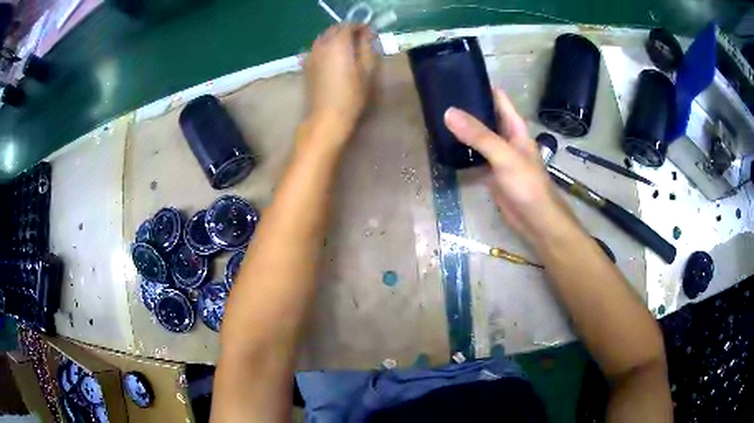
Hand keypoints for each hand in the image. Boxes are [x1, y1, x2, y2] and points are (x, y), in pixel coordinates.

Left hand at [304, 24, 376, 136]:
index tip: (370, 34)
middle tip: (360, 41)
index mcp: (338, 43)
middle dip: (347, 31)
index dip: (360, 27)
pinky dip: (327, 47)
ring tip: (348, 49)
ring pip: (324, 38)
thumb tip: (366, 34)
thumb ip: (367, 47)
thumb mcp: (367, 70)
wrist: (326, 117)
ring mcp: (311, 54)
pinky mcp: (306, 65)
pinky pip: (317, 48)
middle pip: (334, 29)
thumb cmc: (352, 95)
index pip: (349, 25)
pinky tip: (334, 58)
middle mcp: (321, 44)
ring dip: (336, 38)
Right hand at [444, 89, 573, 241]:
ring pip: (478, 137)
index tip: (456, 78)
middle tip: (438, 99)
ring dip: (462, 129)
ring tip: (436, 119)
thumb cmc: (527, 184)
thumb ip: (479, 136)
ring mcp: (498, 156)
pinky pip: (474, 156)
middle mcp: (506, 137)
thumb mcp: (504, 156)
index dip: (480, 86)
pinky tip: (445, 147)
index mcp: (514, 127)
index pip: (498, 99)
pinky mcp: (490, 173)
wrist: (535, 220)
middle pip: (485, 116)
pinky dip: (462, 151)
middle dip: (466, 107)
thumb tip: (448, 113)